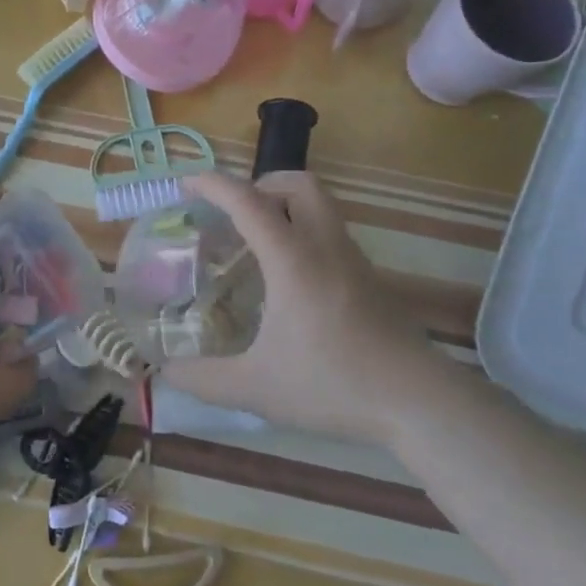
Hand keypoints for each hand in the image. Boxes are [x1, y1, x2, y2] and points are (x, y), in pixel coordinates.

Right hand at [163, 171, 435, 443]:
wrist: (418, 402)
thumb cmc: (333, 385)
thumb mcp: (256, 388)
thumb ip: (203, 379)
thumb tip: (167, 372)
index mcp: (293, 259)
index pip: (247, 201)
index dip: (212, 184)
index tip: (185, 184)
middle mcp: (325, 246)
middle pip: (297, 183)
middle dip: (260, 184)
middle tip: (233, 214)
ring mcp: (354, 260)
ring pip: (321, 206)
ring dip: (285, 208)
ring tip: (256, 245)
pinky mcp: (371, 280)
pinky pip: (331, 235)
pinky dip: (304, 234)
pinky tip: (289, 281)